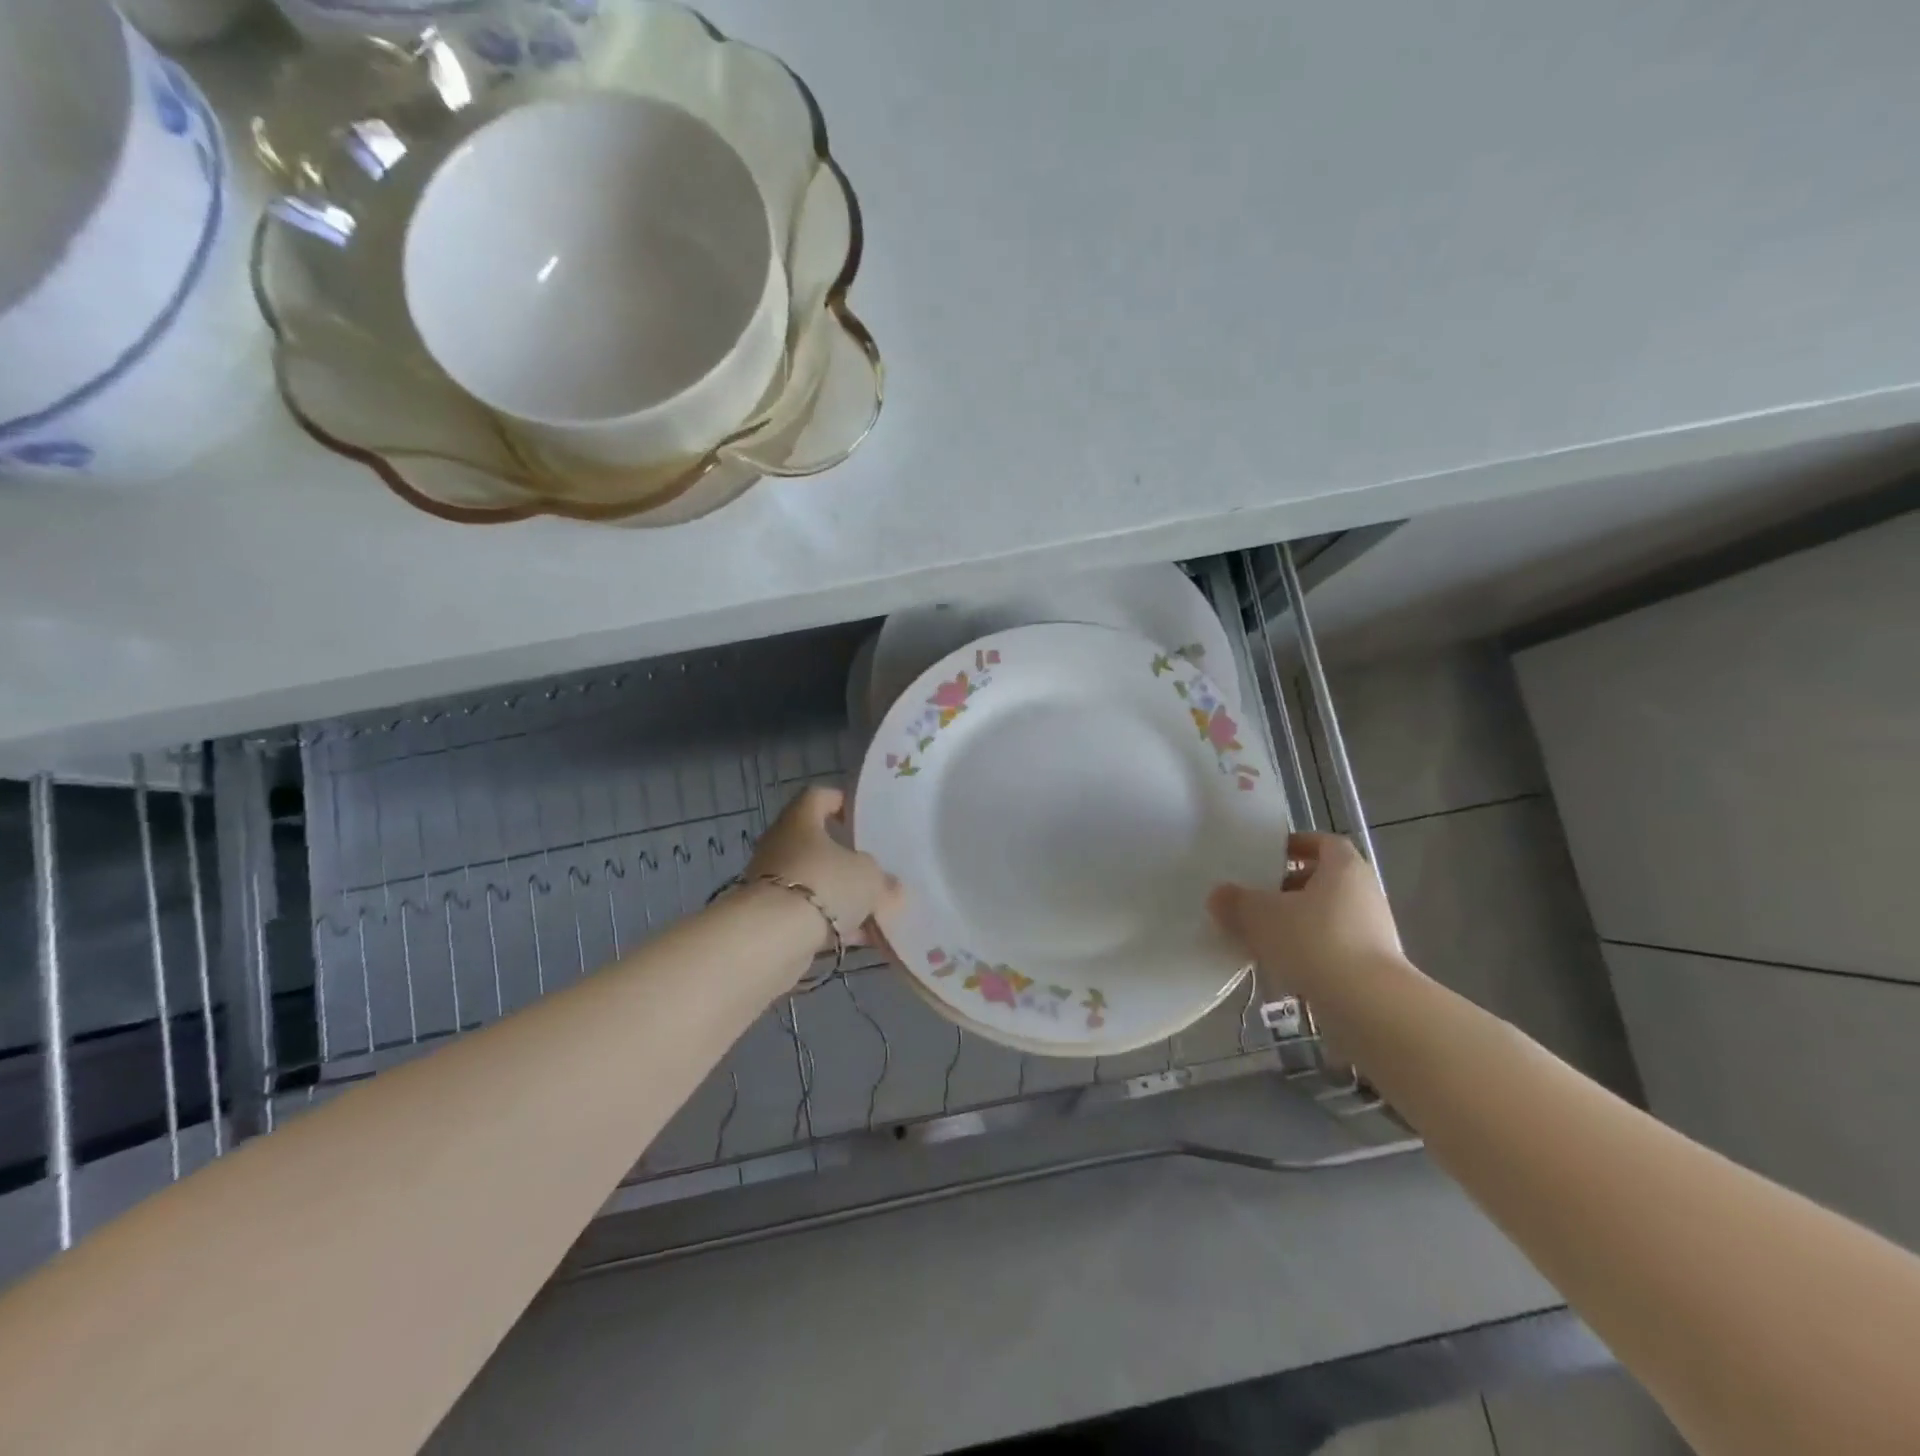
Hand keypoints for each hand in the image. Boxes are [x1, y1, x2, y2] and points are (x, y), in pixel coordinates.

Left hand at [745, 786, 901, 951]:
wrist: (772, 938)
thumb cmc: (824, 885)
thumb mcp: (869, 878)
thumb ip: (883, 880)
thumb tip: (891, 887)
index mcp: (800, 821)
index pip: (818, 796)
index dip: (841, 801)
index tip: (863, 818)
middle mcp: (780, 845)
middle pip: (817, 844)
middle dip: (847, 859)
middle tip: (875, 869)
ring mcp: (772, 882)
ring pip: (815, 882)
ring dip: (842, 896)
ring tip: (876, 912)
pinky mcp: (770, 918)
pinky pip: (809, 914)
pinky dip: (832, 923)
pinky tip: (861, 939)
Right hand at [1207, 832, 1404, 998]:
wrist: (1369, 1006)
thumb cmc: (1315, 941)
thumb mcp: (1260, 916)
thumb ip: (1236, 901)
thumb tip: (1219, 895)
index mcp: (1344, 868)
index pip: (1324, 843)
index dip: (1297, 845)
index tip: (1271, 855)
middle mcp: (1365, 894)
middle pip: (1324, 881)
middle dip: (1290, 888)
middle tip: (1257, 898)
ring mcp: (1373, 932)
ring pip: (1327, 917)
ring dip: (1297, 923)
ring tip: (1262, 936)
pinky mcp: (1373, 967)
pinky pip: (1333, 948)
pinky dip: (1309, 952)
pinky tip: (1281, 967)